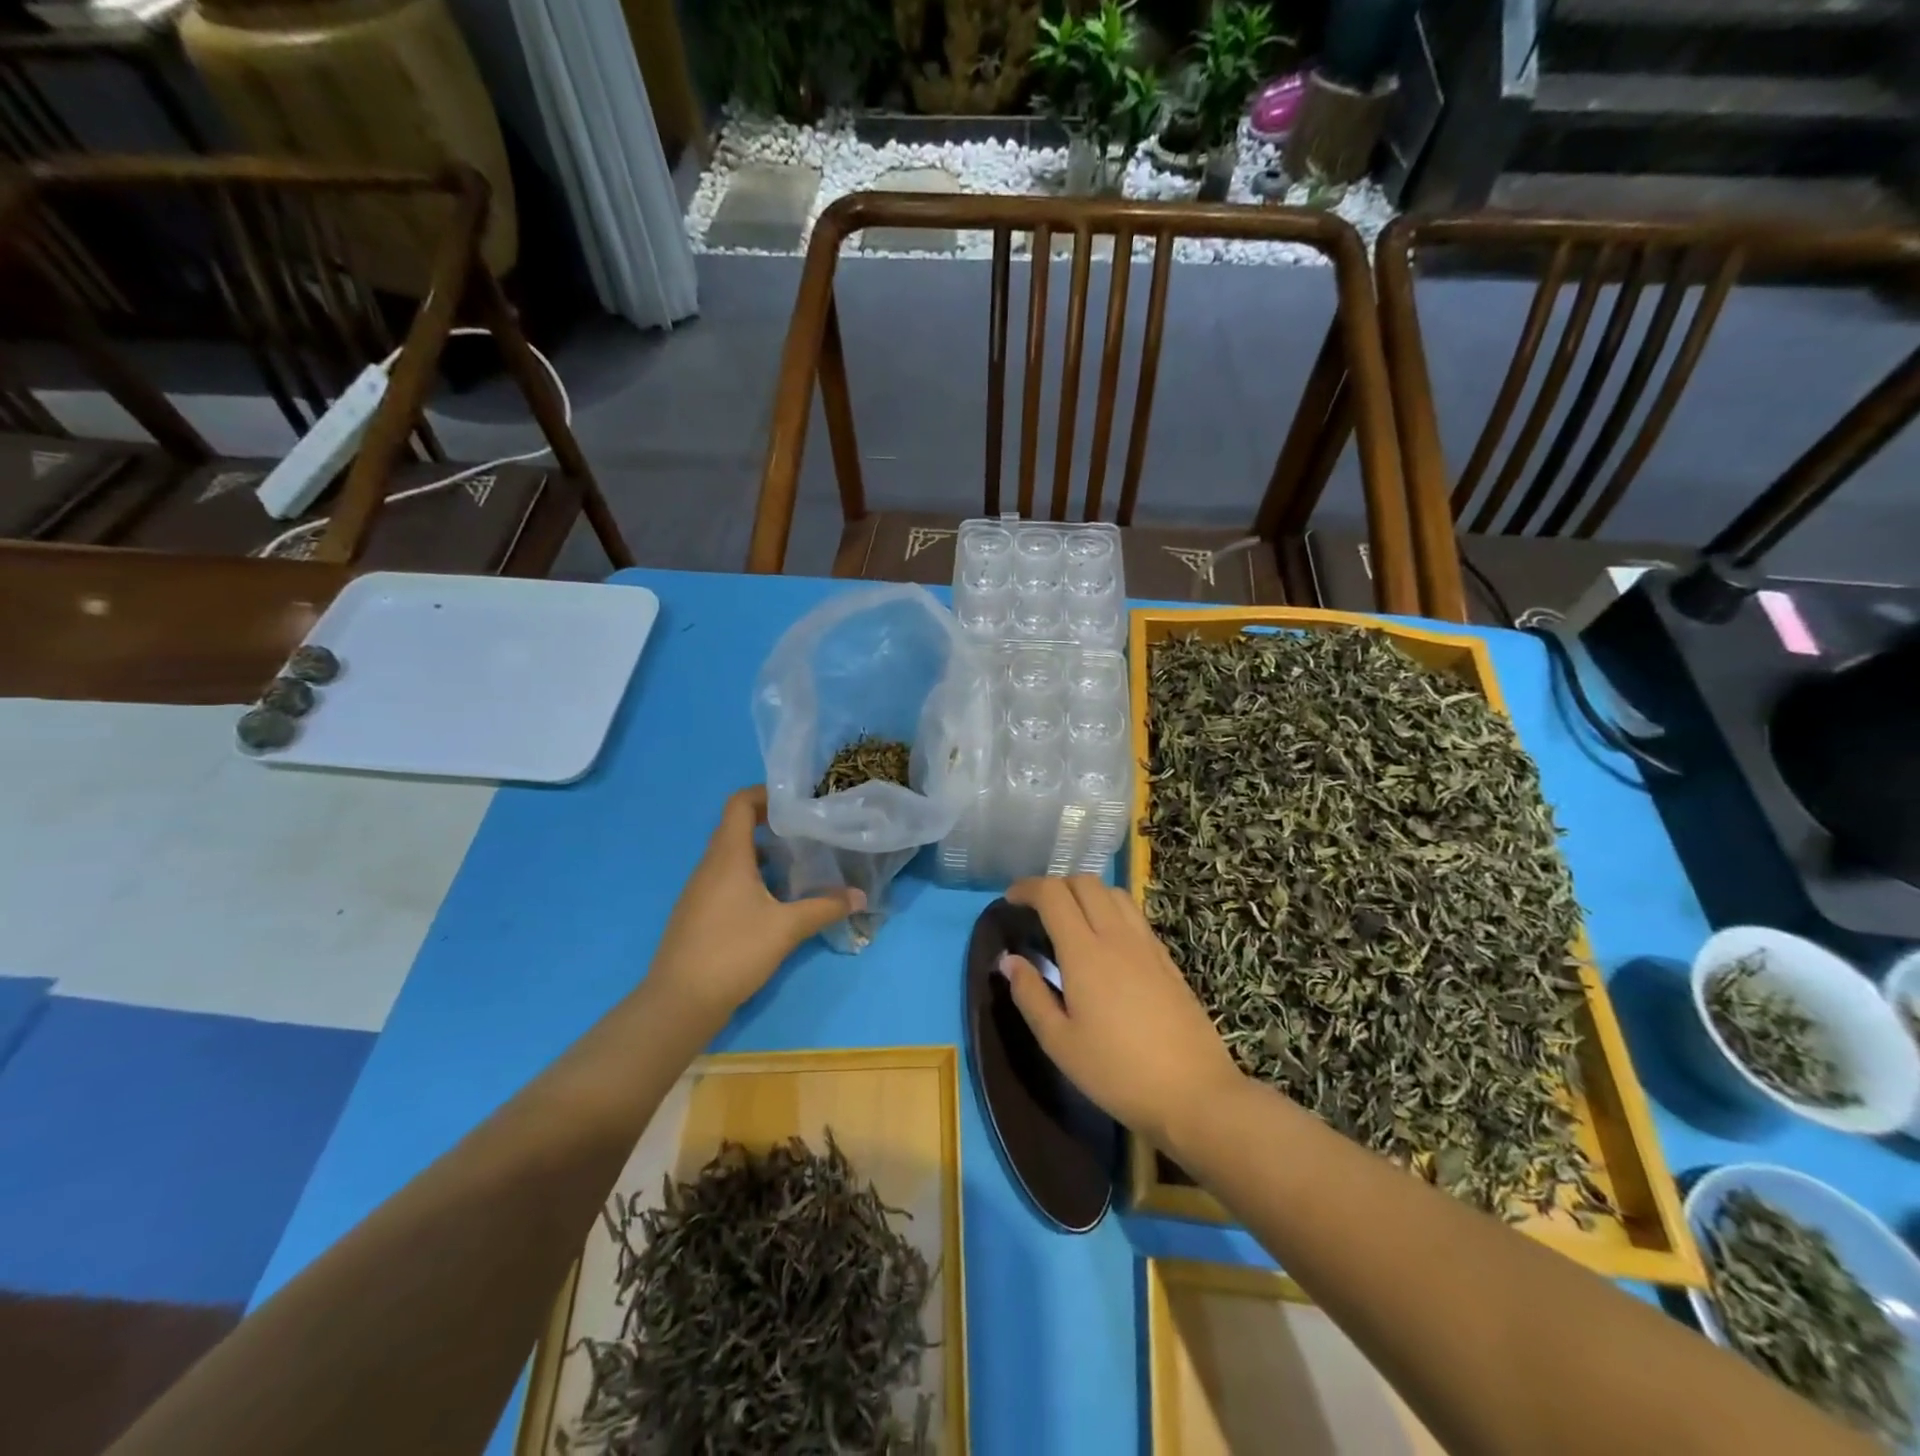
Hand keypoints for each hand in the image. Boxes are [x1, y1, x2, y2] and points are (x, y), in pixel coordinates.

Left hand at [650, 787, 861, 1016]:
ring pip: (733, 856)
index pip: (739, 804)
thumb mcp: (786, 928)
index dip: (765, 794)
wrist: (679, 1003)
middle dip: (772, 825)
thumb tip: (860, 896)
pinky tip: (775, 899)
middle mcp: (709, 866)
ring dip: (763, 853)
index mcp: (727, 856)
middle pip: (737, 828)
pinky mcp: (698, 913)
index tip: (797, 803)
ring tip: (799, 863)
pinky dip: (752, 877)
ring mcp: (700, 891)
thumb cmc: (733, 952)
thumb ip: (825, 907)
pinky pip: (726, 879)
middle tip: (808, 832)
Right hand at [1001, 876, 1243, 1152]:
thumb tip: (1009, 960)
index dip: (1027, 888)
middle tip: (1037, 911)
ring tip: (1071, 921)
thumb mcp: (1060, 1043)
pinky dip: (1111, 910)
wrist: (1194, 1093)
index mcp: (1084, 952)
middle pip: (1085, 882)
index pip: (1053, 894)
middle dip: (1056, 885)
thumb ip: (1030, 995)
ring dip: (1086, 894)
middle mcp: (1116, 936)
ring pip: (1113, 893)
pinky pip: (1134, 914)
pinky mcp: (1166, 958)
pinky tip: (1106, 942)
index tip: (1010, 900)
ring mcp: (1146, 944)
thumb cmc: (1117, 1073)